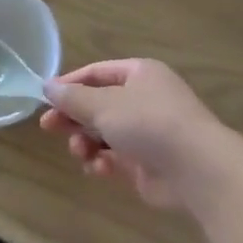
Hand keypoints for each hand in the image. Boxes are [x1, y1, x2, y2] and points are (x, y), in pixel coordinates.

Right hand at [40, 58, 223, 210]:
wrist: (197, 169)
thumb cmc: (148, 123)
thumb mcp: (104, 105)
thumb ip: (73, 98)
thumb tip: (48, 86)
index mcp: (140, 74)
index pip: (97, 73)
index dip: (70, 84)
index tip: (45, 99)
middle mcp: (145, 99)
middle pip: (99, 104)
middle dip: (74, 117)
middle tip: (48, 128)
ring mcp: (149, 132)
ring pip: (106, 133)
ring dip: (87, 142)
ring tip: (80, 152)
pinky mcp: (149, 163)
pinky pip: (117, 158)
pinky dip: (104, 162)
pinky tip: (99, 168)